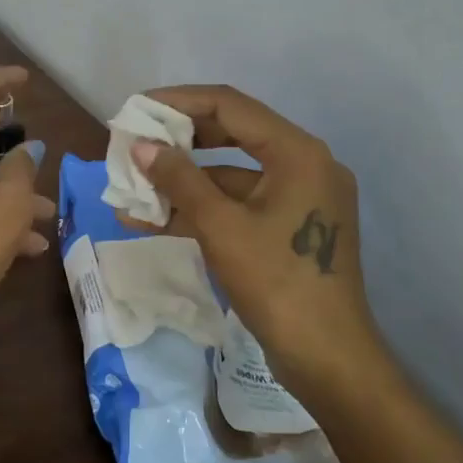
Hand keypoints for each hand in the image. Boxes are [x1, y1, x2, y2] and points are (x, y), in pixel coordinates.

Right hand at [122, 85, 380, 381]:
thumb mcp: (220, 227)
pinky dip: (201, 208)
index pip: (230, 105)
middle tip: (136, 142)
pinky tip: (155, 220)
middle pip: (231, 134)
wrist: (329, 361)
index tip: (138, 108)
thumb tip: (141, 147)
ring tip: (133, 187)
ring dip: (183, 181)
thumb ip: (179, 179)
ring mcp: (299, 198)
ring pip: (231, 174)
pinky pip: (239, 203)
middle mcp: (304, 165)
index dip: (179, 101)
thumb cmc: (277, 283)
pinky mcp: (289, 227)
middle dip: (179, 141)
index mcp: (297, 153)